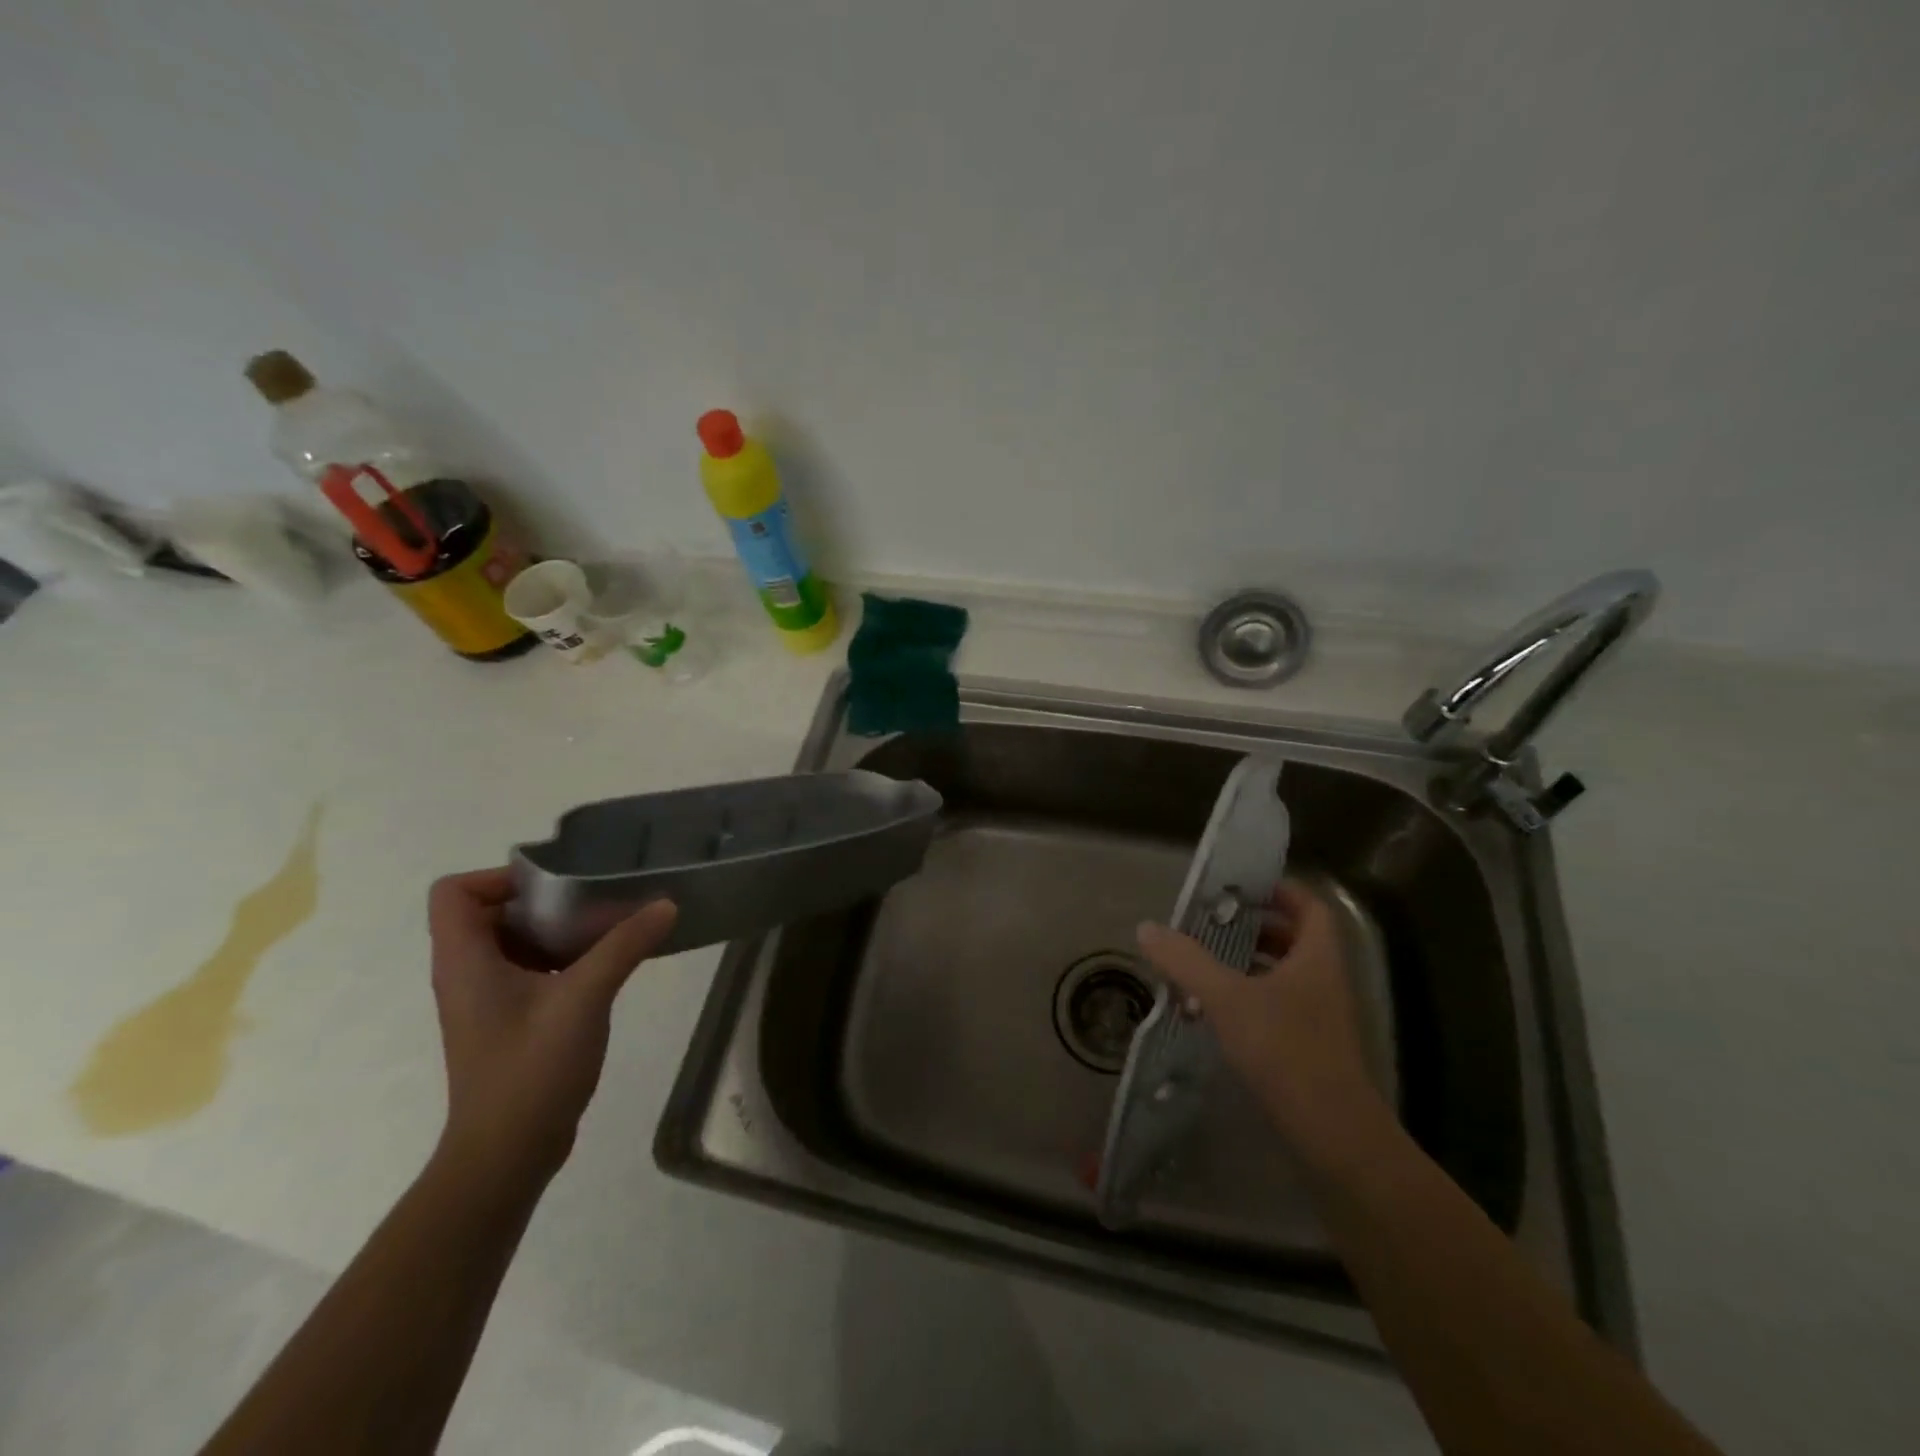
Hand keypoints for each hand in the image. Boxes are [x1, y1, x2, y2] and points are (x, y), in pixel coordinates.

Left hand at [427, 868, 677, 1184]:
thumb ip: (625, 945)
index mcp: (465, 961)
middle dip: (543, 899)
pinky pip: (528, 969)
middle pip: (490, 911)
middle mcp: (466, 974)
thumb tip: (666, 903)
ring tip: (607, 927)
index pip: (455, 893)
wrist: (507, 1154)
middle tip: (594, 900)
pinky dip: (560, 958)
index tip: (556, 886)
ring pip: (513, 941)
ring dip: (556, 929)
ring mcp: (485, 1000)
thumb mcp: (584, 998)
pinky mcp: (507, 1021)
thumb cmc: (531, 1069)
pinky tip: (603, 967)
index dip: (499, 878)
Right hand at [1137, 881, 1386, 1155]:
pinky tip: (1215, 1010)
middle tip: (1212, 923)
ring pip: (1284, 975)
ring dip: (1248, 963)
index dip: (1280, 891)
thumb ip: (1186, 961)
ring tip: (1204, 962)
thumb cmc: (1286, 1051)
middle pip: (1295, 939)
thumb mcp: (1227, 998)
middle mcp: (1324, 981)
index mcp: (1317, 958)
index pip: (1310, 907)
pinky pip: (1278, 1006)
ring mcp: (1320, 1017)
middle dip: (1254, 927)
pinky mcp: (1309, 1048)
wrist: (1335, 1136)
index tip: (1242, 887)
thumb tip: (1147, 928)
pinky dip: (1249, 997)